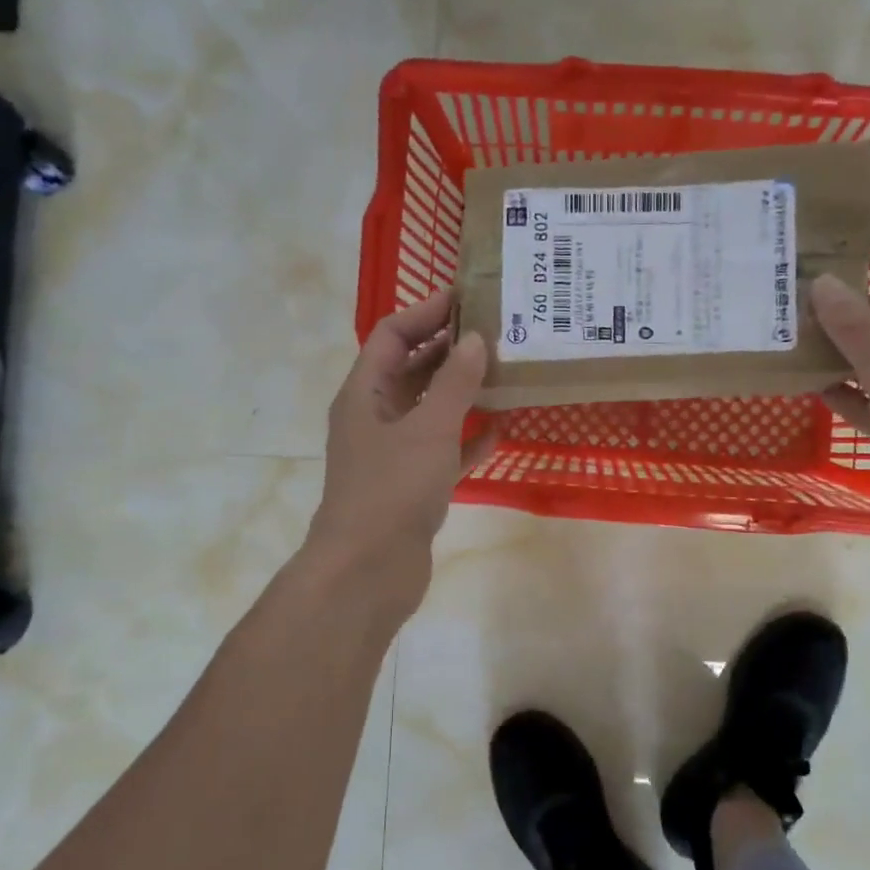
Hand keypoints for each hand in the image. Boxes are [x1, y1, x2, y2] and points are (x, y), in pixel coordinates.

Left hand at [305, 291, 495, 611]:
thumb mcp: (428, 428)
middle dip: (450, 350)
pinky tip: (500, 432)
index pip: (391, 335)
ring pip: (430, 410)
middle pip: (412, 369)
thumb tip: (475, 339)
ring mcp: (394, 454)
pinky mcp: (413, 486)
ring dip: (462, 393)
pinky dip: (467, 440)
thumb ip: (454, 383)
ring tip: (505, 374)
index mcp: (364, 394)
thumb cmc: (392, 489)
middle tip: (497, 334)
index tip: (467, 298)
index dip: (425, 312)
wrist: (368, 571)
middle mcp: (375, 418)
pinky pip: (444, 451)